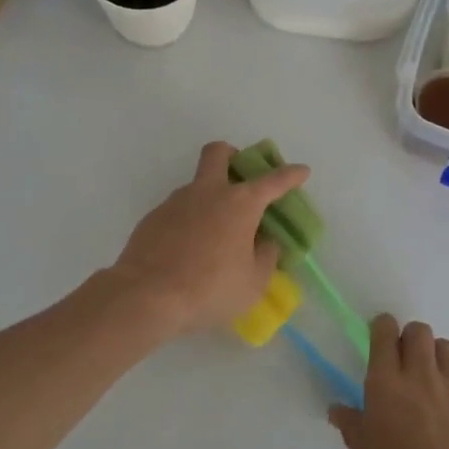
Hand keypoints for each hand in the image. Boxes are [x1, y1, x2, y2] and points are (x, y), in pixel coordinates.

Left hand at [112, 141, 309, 338]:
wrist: (147, 296)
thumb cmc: (210, 289)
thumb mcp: (253, 282)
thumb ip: (265, 257)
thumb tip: (265, 241)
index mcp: (240, 204)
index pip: (273, 181)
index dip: (291, 175)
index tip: (302, 171)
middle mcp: (208, 193)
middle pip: (219, 153)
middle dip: (233, 155)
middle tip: (240, 176)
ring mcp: (176, 202)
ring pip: (196, 185)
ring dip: (209, 198)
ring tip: (214, 236)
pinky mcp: (153, 218)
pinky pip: (177, 211)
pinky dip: (188, 222)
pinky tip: (188, 250)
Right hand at [329, 315, 448, 448]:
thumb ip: (354, 429)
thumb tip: (339, 409)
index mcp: (386, 386)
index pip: (384, 334)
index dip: (382, 328)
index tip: (380, 337)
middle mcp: (422, 377)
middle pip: (419, 331)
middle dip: (409, 338)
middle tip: (403, 364)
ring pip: (445, 348)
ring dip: (434, 357)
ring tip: (429, 386)